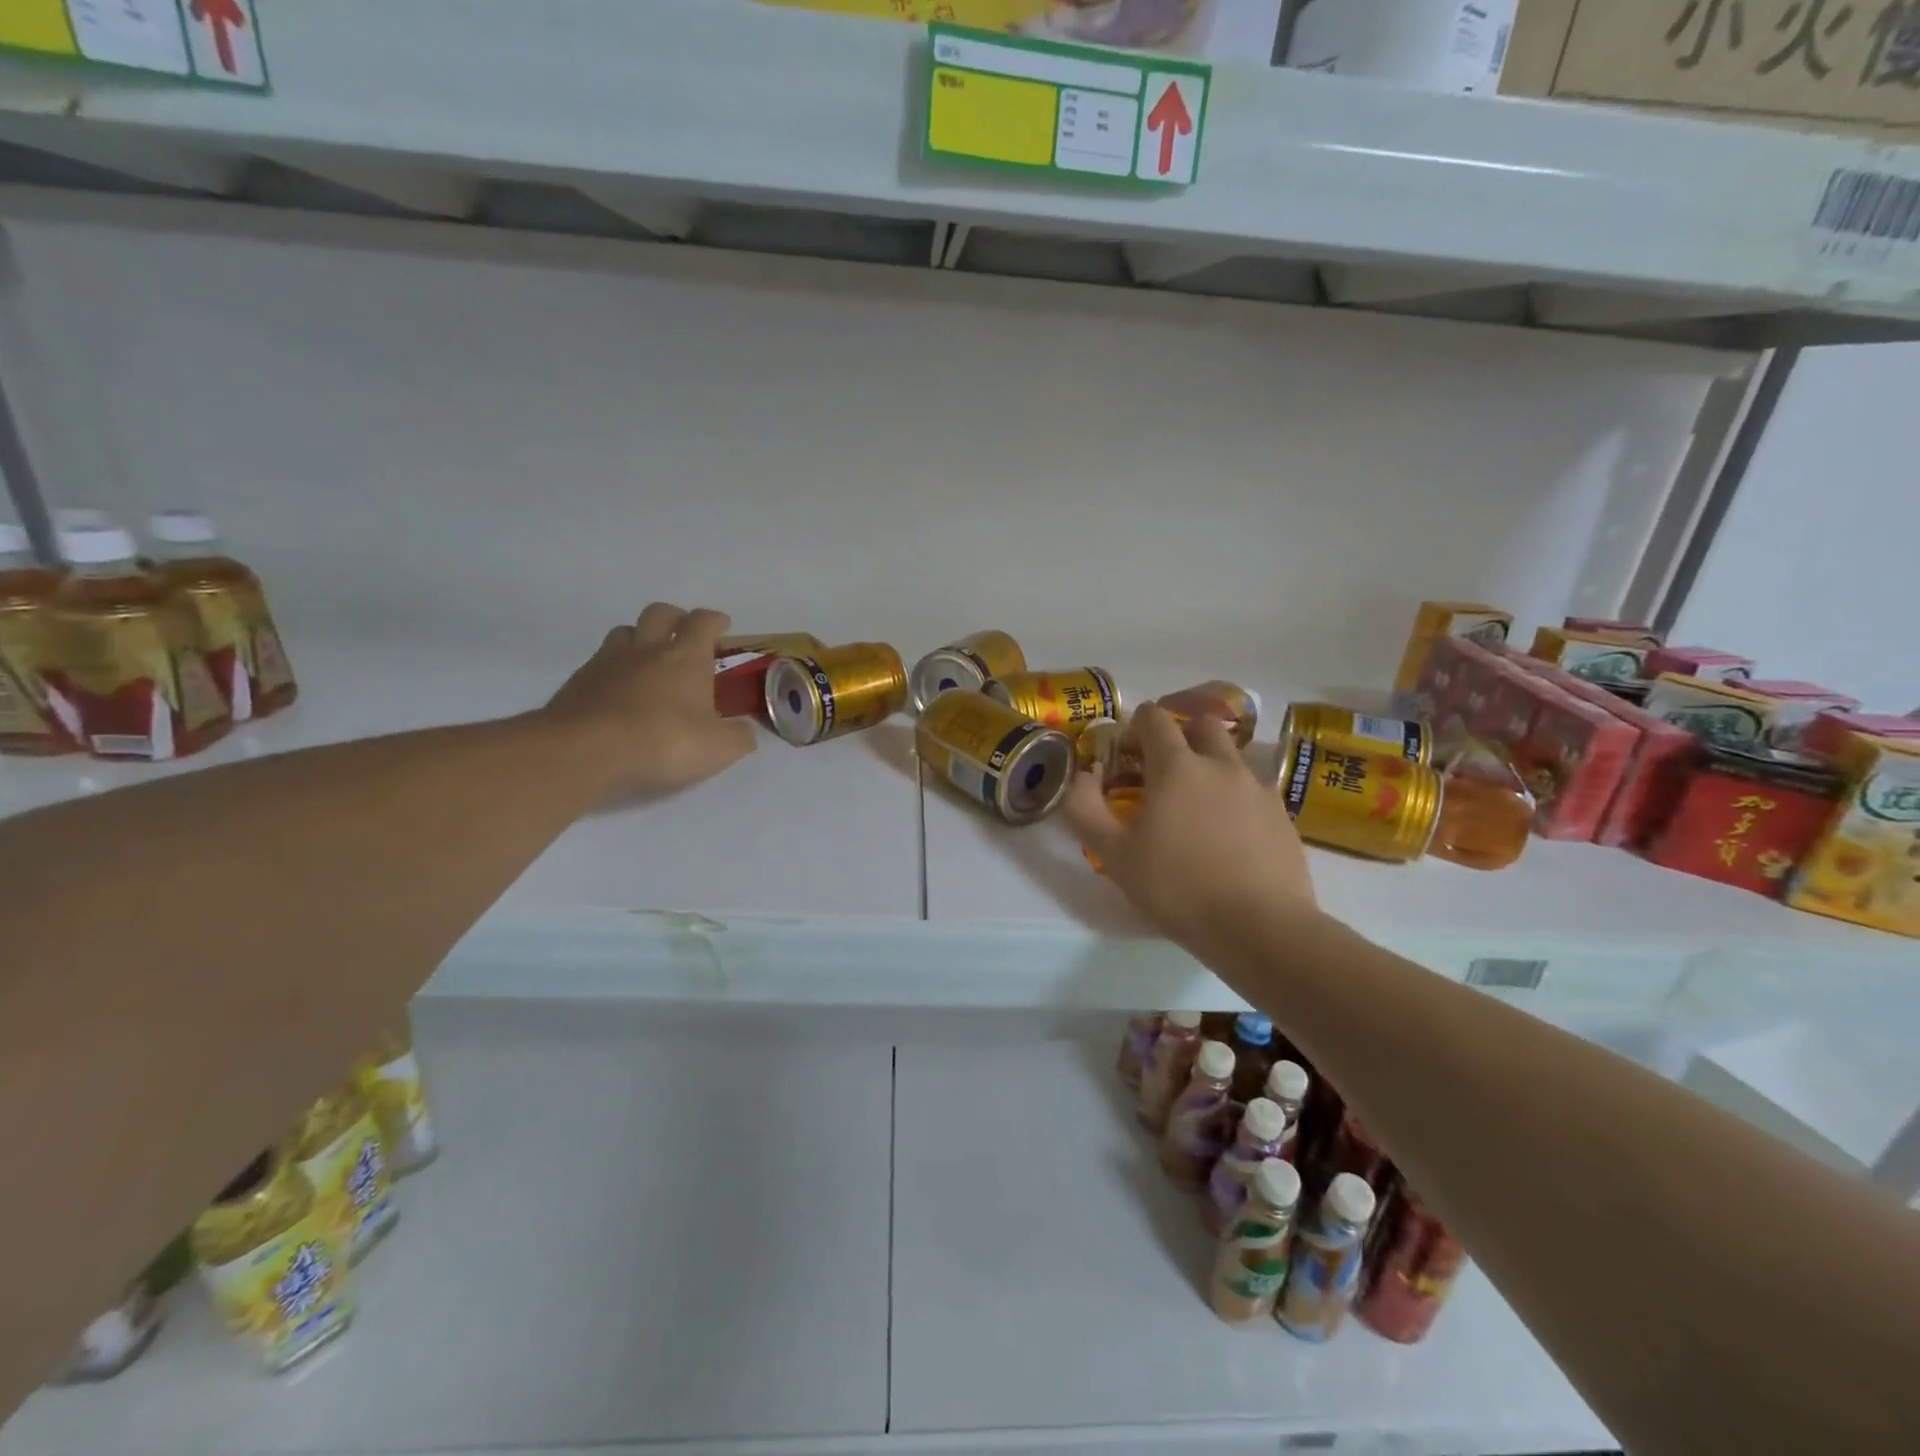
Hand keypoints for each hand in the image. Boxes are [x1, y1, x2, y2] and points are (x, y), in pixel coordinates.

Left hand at [544, 603, 756, 799]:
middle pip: (660, 613)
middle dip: (676, 618)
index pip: (703, 622)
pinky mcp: (578, 682)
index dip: (715, 621)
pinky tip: (618, 693)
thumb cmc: (663, 742)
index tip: (723, 626)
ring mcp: (607, 662)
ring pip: (624, 632)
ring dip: (640, 638)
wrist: (585, 752)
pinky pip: (599, 663)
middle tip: (685, 635)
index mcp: (686, 657)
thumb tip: (745, 731)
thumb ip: (739, 737)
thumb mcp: (719, 749)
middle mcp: (646, 649)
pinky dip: (614, 669)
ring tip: (649, 660)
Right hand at [1063, 705, 1318, 965]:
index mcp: (1177, 766)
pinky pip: (1252, 789)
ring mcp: (1256, 788)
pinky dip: (1234, 797)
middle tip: (1162, 772)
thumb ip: (1085, 807)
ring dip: (1209, 766)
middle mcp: (1220, 764)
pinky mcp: (1281, 814)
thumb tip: (1084, 774)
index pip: (1154, 717)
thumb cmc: (1177, 887)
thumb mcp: (1113, 854)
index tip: (1125, 755)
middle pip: (1200, 725)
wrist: (1260, 928)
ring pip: (1230, 756)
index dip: (1134, 727)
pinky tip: (1227, 835)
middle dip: (1179, 736)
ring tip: (1196, 808)